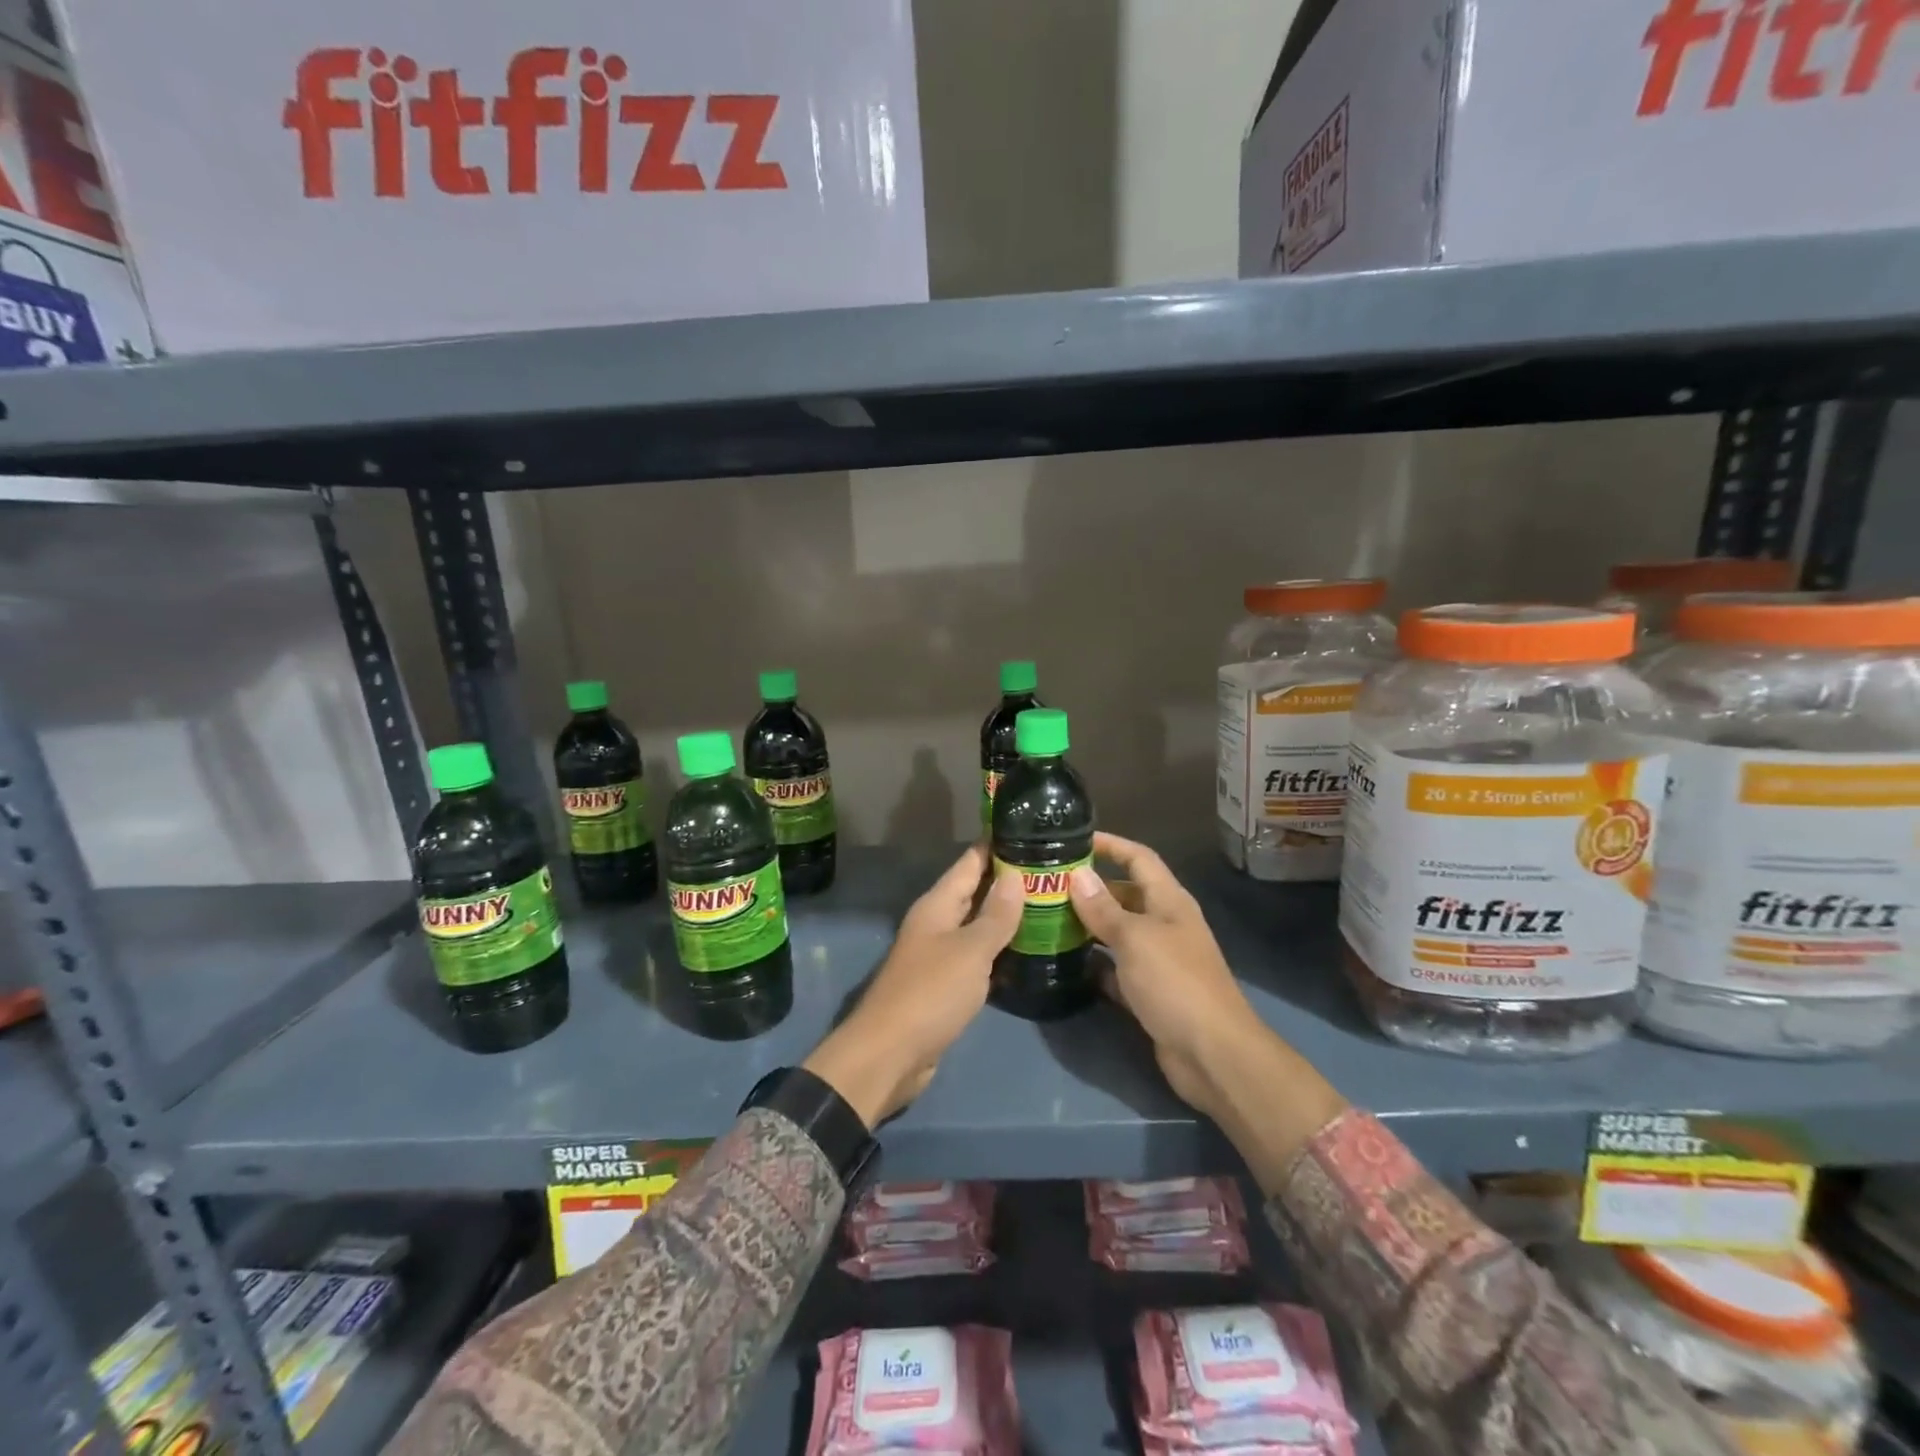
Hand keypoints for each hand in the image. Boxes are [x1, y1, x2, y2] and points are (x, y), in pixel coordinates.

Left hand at [802, 844, 1022, 1127]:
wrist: (890, 1054)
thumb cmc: (931, 993)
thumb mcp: (970, 950)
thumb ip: (995, 915)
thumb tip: (1015, 876)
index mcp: (937, 905)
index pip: (970, 862)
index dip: (997, 844)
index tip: (1030, 828)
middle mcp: (936, 923)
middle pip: (975, 891)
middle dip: (1009, 879)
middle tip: (1053, 868)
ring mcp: (940, 954)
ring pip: (978, 924)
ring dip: (1007, 915)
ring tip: (1049, 903)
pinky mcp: (946, 985)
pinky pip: (978, 956)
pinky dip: (1000, 949)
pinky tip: (1027, 949)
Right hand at [1066, 832, 1261, 1118]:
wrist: (1213, 1055)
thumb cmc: (1175, 983)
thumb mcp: (1135, 939)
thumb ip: (1104, 909)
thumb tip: (1077, 875)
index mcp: (1169, 902)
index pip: (1139, 858)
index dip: (1111, 844)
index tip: (1074, 839)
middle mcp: (1165, 925)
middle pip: (1125, 895)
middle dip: (1091, 888)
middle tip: (1048, 886)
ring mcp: (1159, 960)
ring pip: (1118, 933)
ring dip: (1089, 926)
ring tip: (1047, 919)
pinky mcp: (1150, 993)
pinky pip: (1116, 969)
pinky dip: (1095, 964)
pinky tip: (1066, 963)